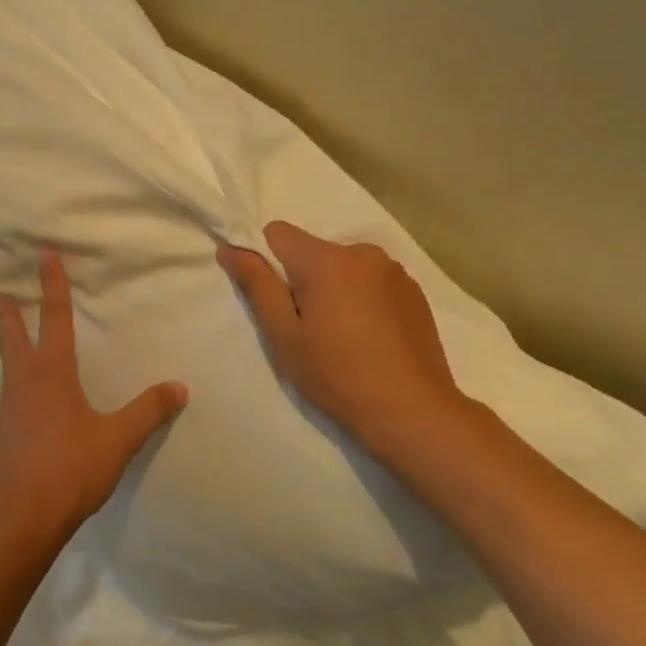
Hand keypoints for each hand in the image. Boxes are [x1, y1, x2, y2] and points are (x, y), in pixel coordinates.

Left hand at [0, 250, 188, 551]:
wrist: (19, 518)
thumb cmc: (69, 470)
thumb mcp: (117, 440)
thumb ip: (148, 412)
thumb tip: (179, 387)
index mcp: (51, 374)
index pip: (53, 319)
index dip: (51, 285)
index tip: (43, 254)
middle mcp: (24, 384)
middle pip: (14, 337)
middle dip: (10, 312)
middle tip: (2, 291)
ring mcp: (9, 409)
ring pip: (7, 364)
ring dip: (8, 342)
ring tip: (11, 334)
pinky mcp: (3, 433)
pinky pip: (8, 392)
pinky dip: (14, 377)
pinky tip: (23, 393)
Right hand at [217, 221, 472, 463]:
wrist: (413, 412)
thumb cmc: (337, 375)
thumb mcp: (283, 336)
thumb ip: (256, 285)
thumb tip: (230, 247)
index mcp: (327, 260)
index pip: (278, 233)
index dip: (265, 260)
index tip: (272, 299)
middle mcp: (363, 253)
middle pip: (313, 251)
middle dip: (302, 279)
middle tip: (306, 328)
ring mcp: (394, 271)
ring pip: (344, 267)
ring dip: (334, 288)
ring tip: (341, 336)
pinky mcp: (415, 292)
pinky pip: (372, 281)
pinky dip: (362, 299)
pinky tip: (370, 338)